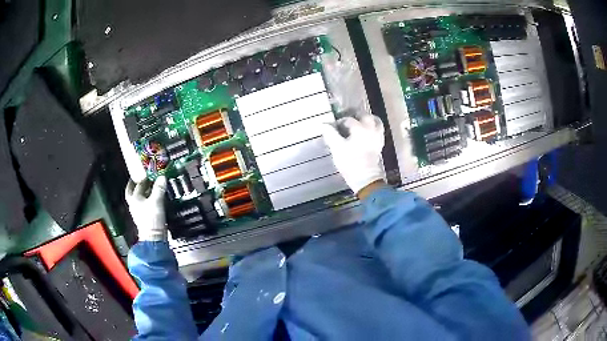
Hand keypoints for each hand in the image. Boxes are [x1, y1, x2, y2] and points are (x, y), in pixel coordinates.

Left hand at [125, 176, 167, 241]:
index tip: (148, 172)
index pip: (138, 185)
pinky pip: (144, 205)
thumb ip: (159, 189)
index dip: (143, 178)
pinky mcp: (145, 218)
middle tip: (140, 178)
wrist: (153, 237)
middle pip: (132, 191)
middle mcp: (134, 204)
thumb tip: (162, 177)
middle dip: (135, 184)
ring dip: (143, 192)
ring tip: (149, 187)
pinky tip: (153, 199)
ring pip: (138, 198)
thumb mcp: (157, 201)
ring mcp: (138, 212)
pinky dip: (147, 200)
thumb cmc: (152, 218)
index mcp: (134, 198)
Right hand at [321, 115, 385, 195]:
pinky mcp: (379, 146)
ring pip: (376, 122)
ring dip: (369, 120)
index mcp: (359, 128)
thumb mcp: (336, 148)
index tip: (334, 127)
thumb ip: (330, 134)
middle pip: (365, 116)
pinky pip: (379, 132)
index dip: (340, 122)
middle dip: (356, 116)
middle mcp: (370, 130)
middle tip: (349, 119)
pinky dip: (374, 129)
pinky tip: (368, 133)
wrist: (365, 178)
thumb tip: (323, 124)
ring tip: (361, 122)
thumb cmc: (350, 162)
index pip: (348, 120)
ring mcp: (377, 138)